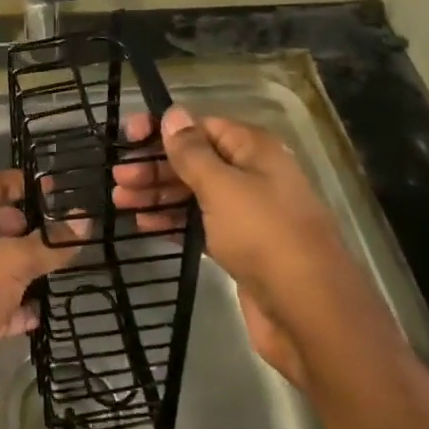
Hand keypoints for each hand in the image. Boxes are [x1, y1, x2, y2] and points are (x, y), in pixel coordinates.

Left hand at [0, 170, 77, 425]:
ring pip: (8, 267)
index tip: (56, 187)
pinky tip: (52, 307)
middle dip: (34, 227)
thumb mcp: (12, 260)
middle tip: (73, 229)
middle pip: (2, 227)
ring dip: (35, 267)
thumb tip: (85, 222)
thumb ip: (49, 244)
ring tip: (74, 262)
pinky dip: (28, 306)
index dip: (20, 183)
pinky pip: (10, 305)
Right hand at [116, 107, 343, 393]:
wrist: (311, 315)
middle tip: (117, 178)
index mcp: (253, 150)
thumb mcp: (222, 186)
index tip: (127, 137)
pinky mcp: (241, 248)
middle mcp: (252, 175)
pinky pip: (200, 224)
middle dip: (155, 166)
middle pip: (195, 160)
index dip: (163, 129)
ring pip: (195, 193)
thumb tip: (173, 112)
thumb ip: (192, 151)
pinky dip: (174, 221)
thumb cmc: (264, 236)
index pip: (201, 125)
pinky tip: (145, 225)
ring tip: (120, 200)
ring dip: (158, 193)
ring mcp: (248, 213)